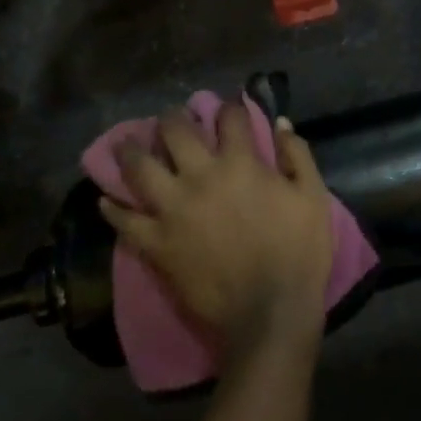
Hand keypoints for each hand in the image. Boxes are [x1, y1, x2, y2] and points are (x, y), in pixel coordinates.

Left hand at [100, 103, 333, 356]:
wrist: (269, 312)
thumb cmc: (298, 252)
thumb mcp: (313, 197)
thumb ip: (297, 154)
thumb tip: (279, 123)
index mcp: (240, 163)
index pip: (229, 119)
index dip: (229, 108)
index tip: (228, 110)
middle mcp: (200, 177)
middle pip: (176, 132)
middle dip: (173, 118)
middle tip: (171, 118)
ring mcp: (172, 209)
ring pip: (140, 168)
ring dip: (132, 151)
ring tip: (127, 145)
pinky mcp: (155, 242)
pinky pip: (124, 220)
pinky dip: (113, 208)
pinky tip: (106, 200)